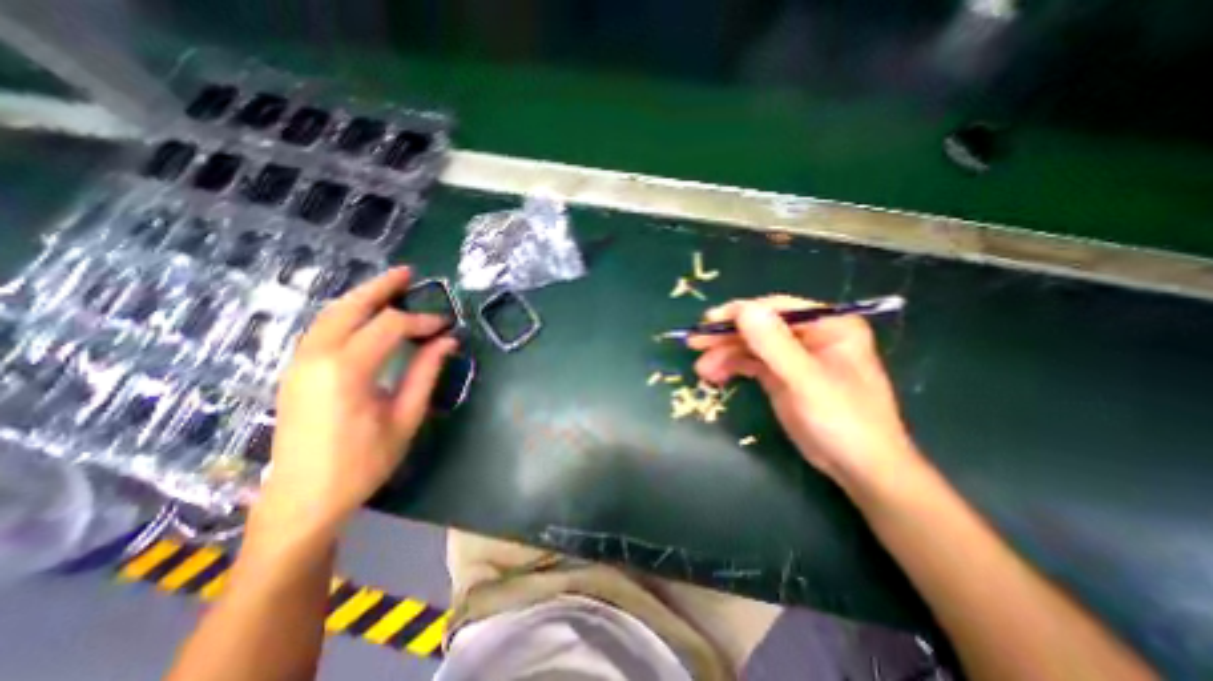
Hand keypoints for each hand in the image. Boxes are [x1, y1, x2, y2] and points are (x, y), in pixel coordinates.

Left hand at [260, 269, 460, 533]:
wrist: (303, 499)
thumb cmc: (363, 462)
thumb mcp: (405, 417)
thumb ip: (426, 373)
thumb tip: (447, 341)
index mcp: (346, 370)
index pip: (390, 326)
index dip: (422, 320)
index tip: (446, 325)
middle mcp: (316, 357)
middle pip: (350, 306)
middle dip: (382, 287)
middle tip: (409, 273)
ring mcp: (299, 363)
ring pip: (330, 314)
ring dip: (362, 296)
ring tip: (390, 286)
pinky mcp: (295, 371)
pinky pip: (321, 328)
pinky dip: (346, 313)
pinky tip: (365, 315)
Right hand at [686, 296, 915, 492]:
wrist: (859, 469)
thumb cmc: (844, 421)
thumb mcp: (806, 381)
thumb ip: (775, 344)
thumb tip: (744, 309)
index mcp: (828, 325)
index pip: (777, 307)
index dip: (741, 312)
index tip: (708, 321)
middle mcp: (810, 335)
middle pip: (760, 326)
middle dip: (727, 336)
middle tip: (695, 343)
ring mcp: (794, 356)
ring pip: (751, 345)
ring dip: (725, 354)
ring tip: (702, 370)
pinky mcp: (782, 375)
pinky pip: (751, 363)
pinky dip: (732, 367)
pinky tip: (715, 377)